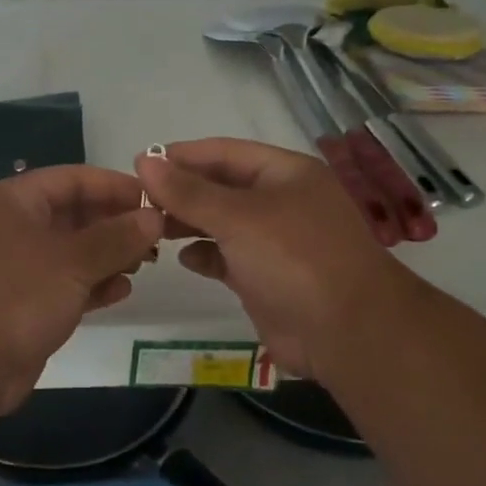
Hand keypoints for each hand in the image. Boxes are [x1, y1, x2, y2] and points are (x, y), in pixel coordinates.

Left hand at [0, 166, 162, 414]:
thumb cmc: (14, 295)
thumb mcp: (72, 261)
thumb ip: (116, 237)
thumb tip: (153, 216)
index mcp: (17, 201)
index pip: (74, 179)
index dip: (115, 186)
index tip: (156, 198)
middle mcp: (15, 227)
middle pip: (75, 214)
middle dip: (116, 223)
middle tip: (159, 236)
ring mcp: (18, 268)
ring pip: (73, 252)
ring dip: (109, 255)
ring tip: (147, 263)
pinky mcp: (23, 305)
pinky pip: (66, 285)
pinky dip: (93, 285)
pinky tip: (122, 291)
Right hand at [136, 138, 421, 383]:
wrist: (348, 333)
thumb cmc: (294, 258)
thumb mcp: (238, 217)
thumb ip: (188, 191)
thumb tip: (144, 160)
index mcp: (284, 173)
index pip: (224, 152)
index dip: (182, 156)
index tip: (140, 163)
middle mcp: (280, 201)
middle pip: (220, 186)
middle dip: (181, 191)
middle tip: (137, 200)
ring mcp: (275, 241)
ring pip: (221, 222)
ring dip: (187, 223)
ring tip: (150, 228)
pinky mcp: (266, 278)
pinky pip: (227, 257)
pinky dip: (204, 255)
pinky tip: (183, 258)